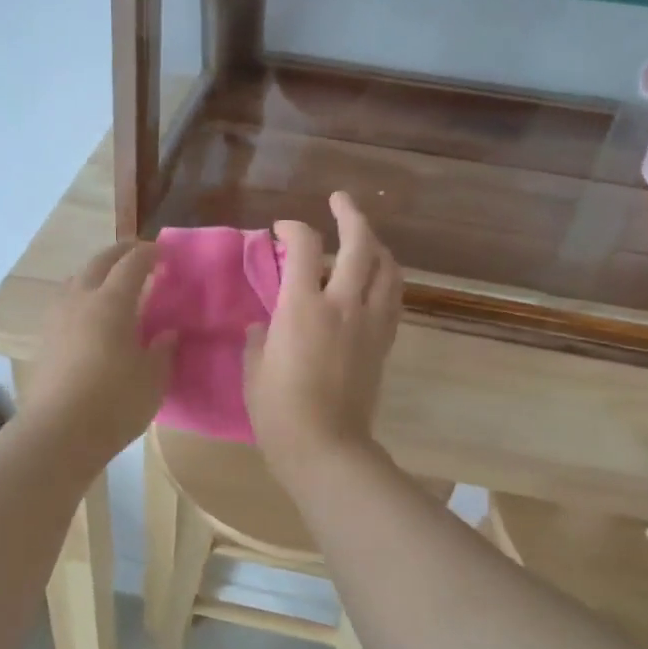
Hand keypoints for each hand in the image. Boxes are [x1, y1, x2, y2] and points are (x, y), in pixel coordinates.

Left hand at [22, 242, 173, 467]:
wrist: (58, 434)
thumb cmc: (114, 403)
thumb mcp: (153, 379)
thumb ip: (163, 350)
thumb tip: (168, 333)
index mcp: (112, 302)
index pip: (133, 264)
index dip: (150, 254)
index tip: (164, 253)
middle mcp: (80, 300)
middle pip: (99, 262)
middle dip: (120, 252)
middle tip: (139, 254)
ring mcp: (57, 319)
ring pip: (76, 280)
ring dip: (96, 272)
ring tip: (111, 283)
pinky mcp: (44, 340)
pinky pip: (65, 303)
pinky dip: (82, 297)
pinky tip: (90, 316)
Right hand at [246, 192, 402, 481]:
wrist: (326, 447)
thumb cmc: (279, 411)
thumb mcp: (254, 369)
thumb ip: (260, 337)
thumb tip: (266, 324)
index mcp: (303, 307)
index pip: (305, 245)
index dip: (292, 227)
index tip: (280, 229)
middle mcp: (343, 304)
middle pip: (360, 243)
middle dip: (350, 214)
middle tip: (339, 200)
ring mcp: (370, 323)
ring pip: (387, 267)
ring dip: (377, 244)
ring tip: (365, 237)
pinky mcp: (383, 343)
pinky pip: (393, 298)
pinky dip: (386, 278)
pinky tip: (376, 279)